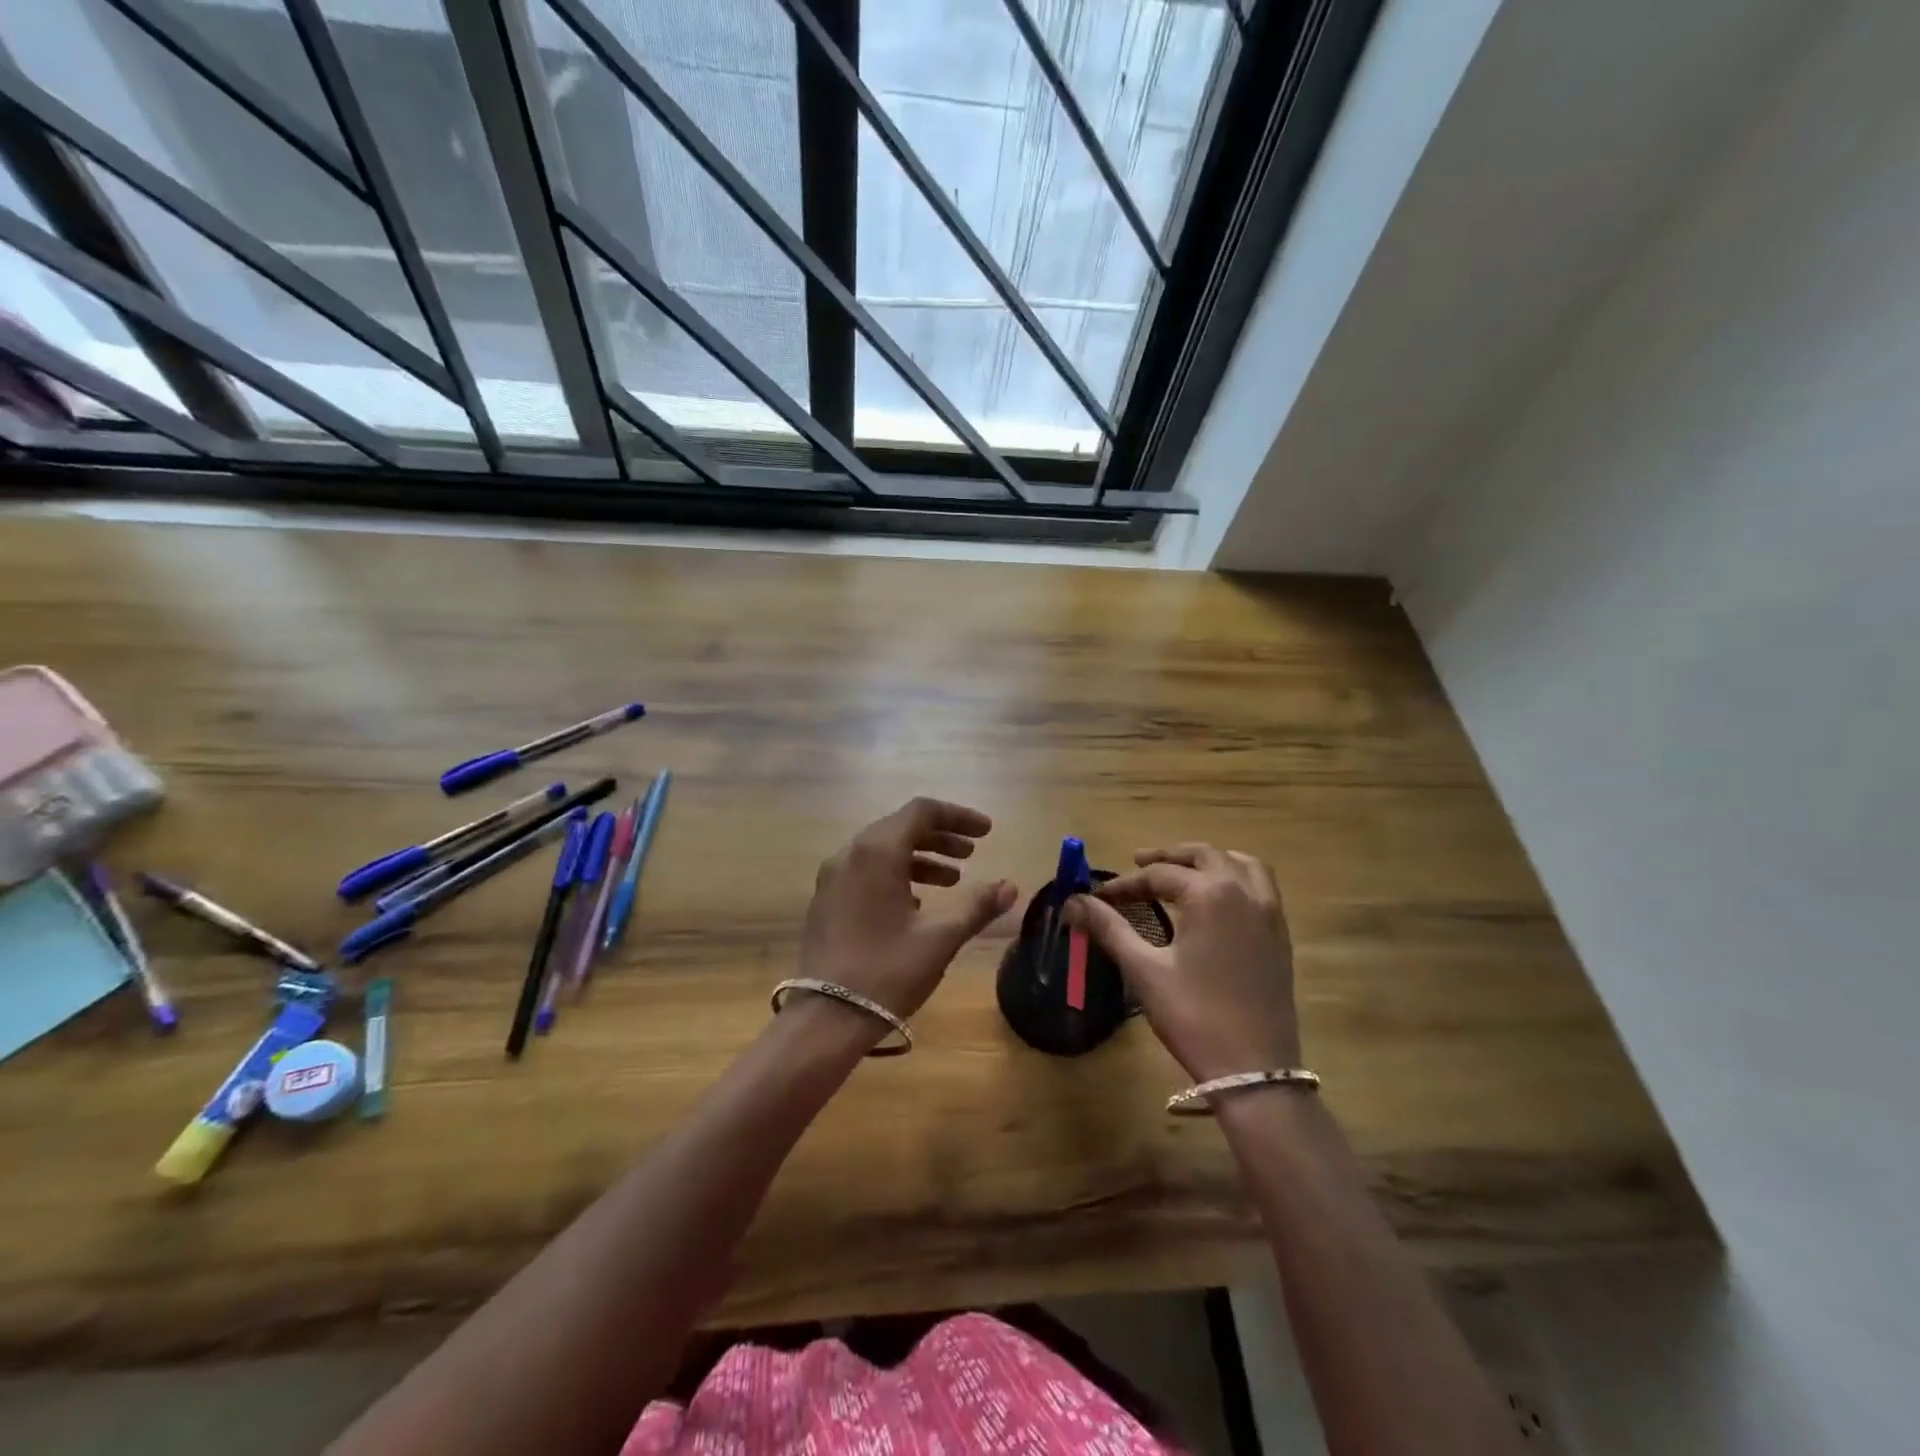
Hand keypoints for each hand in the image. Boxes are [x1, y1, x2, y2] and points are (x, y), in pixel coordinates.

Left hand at [799, 797, 1016, 1023]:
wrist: (826, 1018)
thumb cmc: (888, 970)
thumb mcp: (940, 937)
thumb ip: (977, 906)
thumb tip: (1010, 887)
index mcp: (877, 851)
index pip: (921, 811)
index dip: (958, 816)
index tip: (988, 832)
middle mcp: (850, 854)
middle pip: (901, 827)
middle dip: (941, 836)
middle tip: (973, 853)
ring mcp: (833, 878)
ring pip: (882, 850)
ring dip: (921, 857)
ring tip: (954, 880)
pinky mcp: (827, 901)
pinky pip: (866, 871)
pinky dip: (897, 875)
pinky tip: (918, 903)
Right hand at [1065, 843, 1299, 1080]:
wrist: (1254, 1070)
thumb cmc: (1194, 1016)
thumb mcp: (1144, 970)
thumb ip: (1109, 928)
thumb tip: (1073, 902)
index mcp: (1210, 895)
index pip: (1159, 875)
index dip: (1125, 884)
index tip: (1099, 896)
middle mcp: (1244, 892)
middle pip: (1203, 855)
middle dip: (1167, 857)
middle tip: (1137, 863)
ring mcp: (1269, 913)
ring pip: (1240, 863)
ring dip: (1208, 859)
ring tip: (1183, 870)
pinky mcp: (1280, 935)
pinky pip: (1262, 886)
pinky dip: (1237, 876)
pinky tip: (1218, 898)